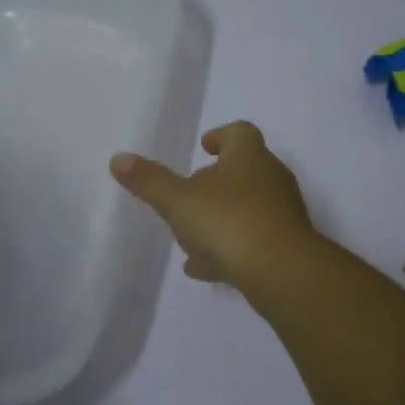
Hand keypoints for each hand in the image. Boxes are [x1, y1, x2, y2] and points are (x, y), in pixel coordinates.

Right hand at [109, 121, 318, 287]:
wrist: (283, 272)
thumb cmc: (229, 221)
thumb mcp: (179, 201)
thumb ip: (150, 181)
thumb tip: (118, 158)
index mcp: (249, 157)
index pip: (240, 133)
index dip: (221, 136)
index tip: (204, 146)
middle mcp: (271, 179)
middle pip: (243, 171)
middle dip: (214, 183)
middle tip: (189, 194)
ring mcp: (282, 214)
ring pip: (246, 209)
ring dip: (219, 219)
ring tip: (190, 238)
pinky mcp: (286, 247)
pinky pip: (253, 241)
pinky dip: (229, 249)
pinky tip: (204, 269)